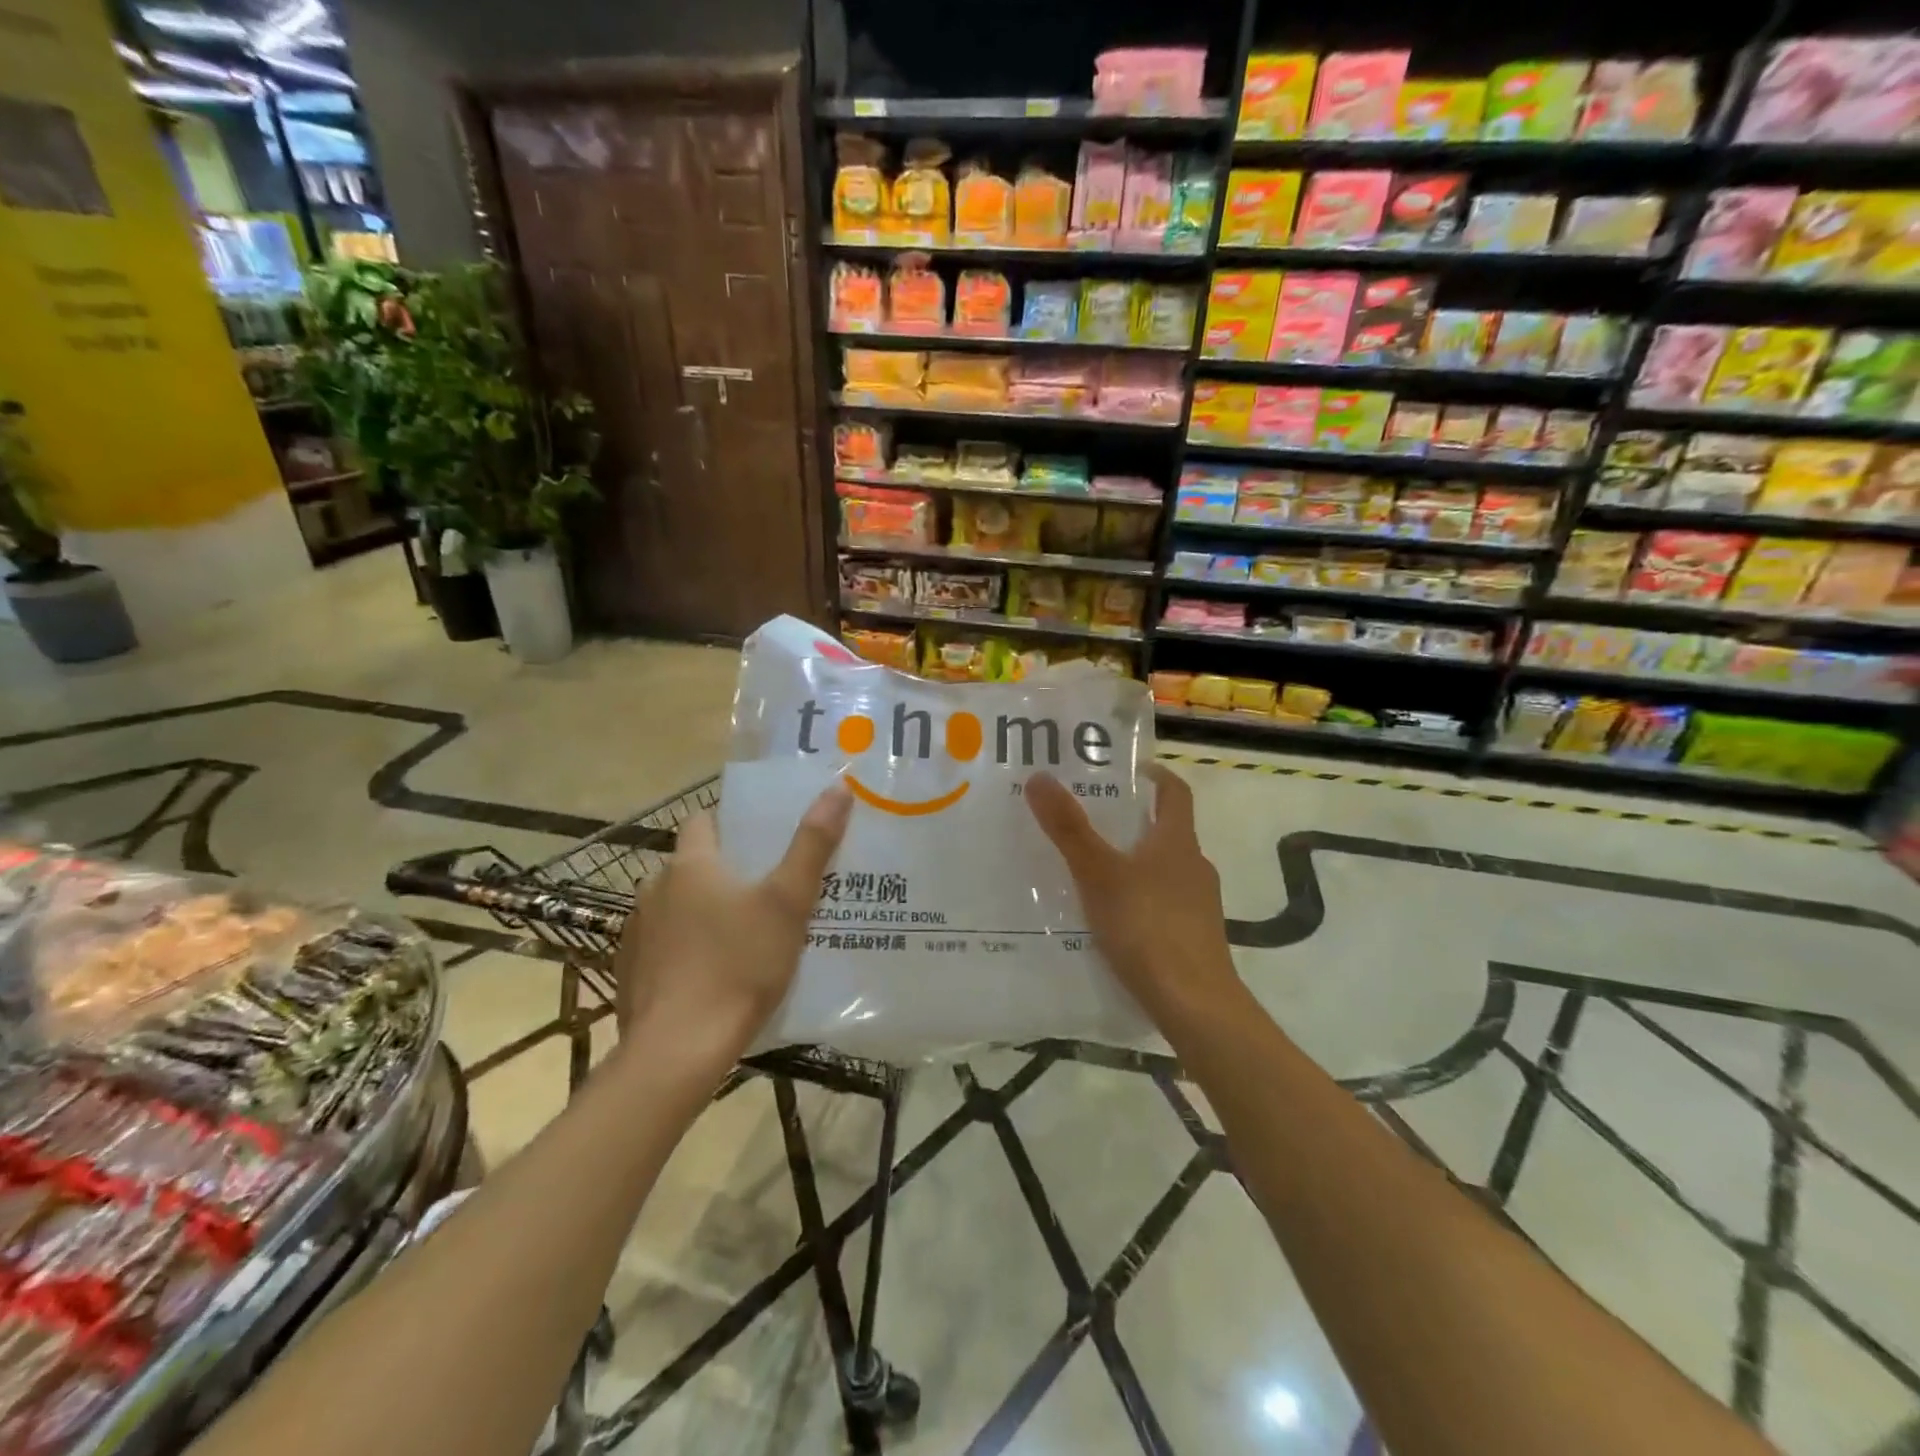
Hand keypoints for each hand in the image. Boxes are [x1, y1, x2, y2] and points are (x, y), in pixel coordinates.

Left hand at [612, 783, 852, 1067]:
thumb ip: (812, 845)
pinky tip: (709, 974)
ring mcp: (636, 932)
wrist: (678, 1050)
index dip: (730, 823)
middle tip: (765, 890)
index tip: (761, 840)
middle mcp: (654, 888)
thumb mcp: (788, 903)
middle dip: (723, 872)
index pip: (702, 821)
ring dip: (700, 911)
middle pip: (691, 865)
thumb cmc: (738, 965)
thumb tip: (838, 788)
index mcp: (691, 864)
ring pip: (675, 906)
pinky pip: (661, 945)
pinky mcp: (629, 971)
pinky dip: (682, 949)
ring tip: (741, 934)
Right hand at [1027, 763, 1246, 1034]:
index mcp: (1178, 842)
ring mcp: (1199, 905)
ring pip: (1165, 870)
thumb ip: (1069, 828)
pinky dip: (1140, 900)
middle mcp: (1194, 867)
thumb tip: (1039, 776)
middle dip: (1133, 822)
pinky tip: (1112, 919)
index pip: (1175, 792)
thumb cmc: (1147, 926)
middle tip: (1091, 819)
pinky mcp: (1195, 938)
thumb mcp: (1099, 874)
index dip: (1156, 776)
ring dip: (1135, 863)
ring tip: (1093, 870)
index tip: (1130, 770)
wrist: (1195, 1004)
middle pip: (1167, 831)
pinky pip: (1164, 905)